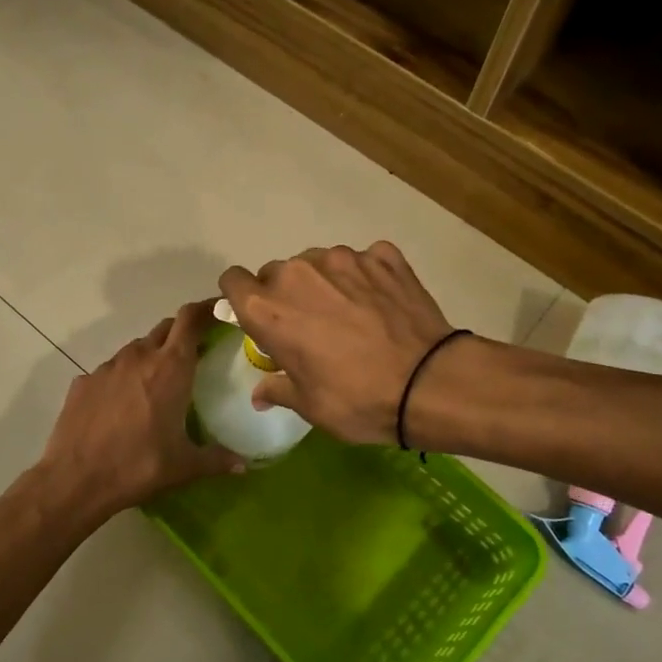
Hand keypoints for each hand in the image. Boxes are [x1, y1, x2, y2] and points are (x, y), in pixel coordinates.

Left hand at [37, 301, 245, 520]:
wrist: (76, 480)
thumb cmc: (139, 466)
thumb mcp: (184, 466)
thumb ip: (217, 460)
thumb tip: (244, 465)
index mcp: (170, 368)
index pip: (191, 319)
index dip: (207, 309)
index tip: (220, 311)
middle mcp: (138, 357)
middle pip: (165, 328)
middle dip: (182, 333)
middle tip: (196, 353)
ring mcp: (107, 367)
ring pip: (136, 349)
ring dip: (151, 357)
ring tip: (158, 384)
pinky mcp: (83, 382)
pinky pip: (110, 371)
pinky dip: (122, 379)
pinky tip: (122, 407)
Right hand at [218, 243, 454, 444]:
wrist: (429, 383)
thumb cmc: (356, 400)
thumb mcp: (309, 405)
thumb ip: (277, 389)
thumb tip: (260, 394)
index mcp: (268, 308)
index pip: (233, 281)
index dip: (241, 298)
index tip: (257, 317)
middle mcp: (298, 273)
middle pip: (277, 273)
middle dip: (286, 295)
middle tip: (310, 326)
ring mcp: (344, 258)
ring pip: (319, 263)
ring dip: (324, 283)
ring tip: (351, 315)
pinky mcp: (383, 256)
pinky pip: (363, 260)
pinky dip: (365, 277)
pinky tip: (380, 303)